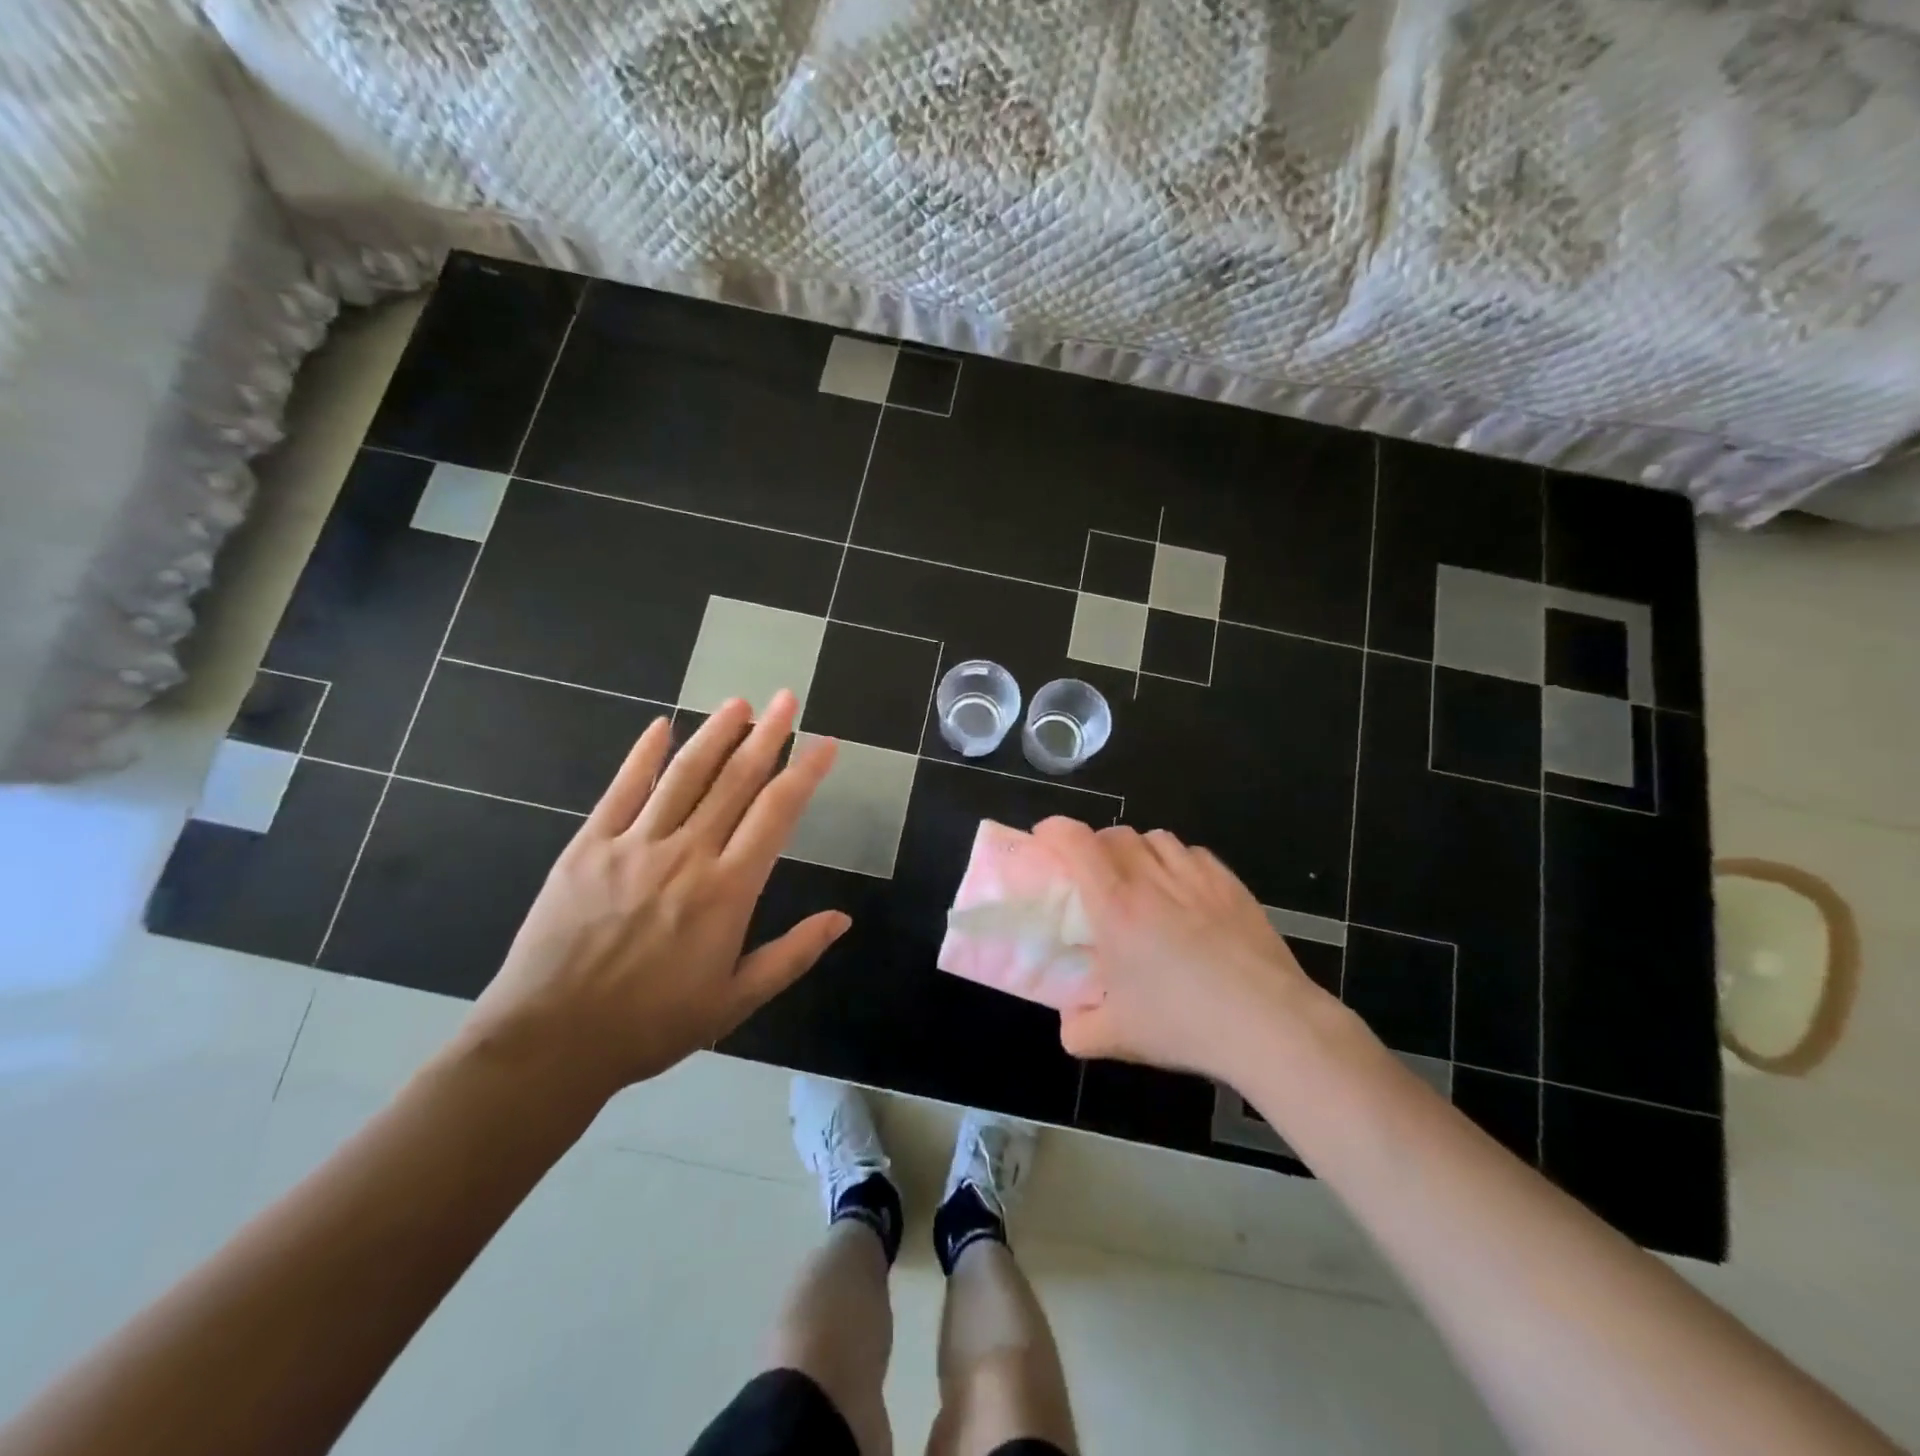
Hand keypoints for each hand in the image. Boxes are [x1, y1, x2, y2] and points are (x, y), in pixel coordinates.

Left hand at [458, 691, 848, 1099]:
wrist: (550, 1042)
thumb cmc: (652, 1025)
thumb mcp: (735, 1000)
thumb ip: (792, 954)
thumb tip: (842, 919)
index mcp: (727, 890)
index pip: (777, 813)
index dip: (805, 772)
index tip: (825, 743)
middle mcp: (686, 855)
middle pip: (734, 781)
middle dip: (766, 735)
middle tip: (785, 698)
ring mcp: (633, 846)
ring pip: (683, 776)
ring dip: (714, 734)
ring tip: (738, 702)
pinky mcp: (587, 848)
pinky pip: (621, 791)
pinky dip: (642, 756)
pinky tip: (659, 726)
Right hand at [1038, 819, 1334, 1084]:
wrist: (1267, 1024)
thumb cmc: (1184, 1024)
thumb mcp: (1117, 1038)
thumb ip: (1078, 1028)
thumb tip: (1070, 1019)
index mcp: (1116, 905)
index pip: (1076, 842)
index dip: (1054, 830)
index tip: (1044, 840)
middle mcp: (1152, 878)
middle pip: (1115, 834)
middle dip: (1096, 845)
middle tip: (1093, 876)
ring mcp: (1196, 876)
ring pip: (1156, 838)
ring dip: (1138, 851)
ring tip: (1141, 881)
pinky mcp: (1231, 885)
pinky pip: (1195, 855)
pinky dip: (1179, 863)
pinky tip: (1185, 893)